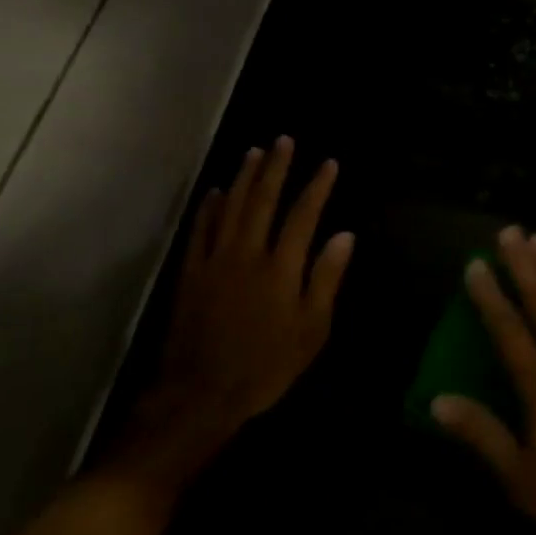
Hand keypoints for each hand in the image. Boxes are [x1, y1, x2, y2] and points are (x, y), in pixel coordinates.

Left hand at [125, 138, 353, 479]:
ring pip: (230, 207)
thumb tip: (344, 235)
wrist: (200, 394)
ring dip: (243, 177)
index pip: (303, 214)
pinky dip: (208, 208)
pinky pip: (200, 230)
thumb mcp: (311, 329)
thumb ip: (326, 278)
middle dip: (276, 168)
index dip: (317, 186)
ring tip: (254, 152)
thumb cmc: (266, 365)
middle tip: (284, 141)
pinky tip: (214, 192)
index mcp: (281, 267)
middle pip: (263, 200)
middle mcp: (247, 253)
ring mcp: (215, 260)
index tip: (328, 163)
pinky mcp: (191, 273)